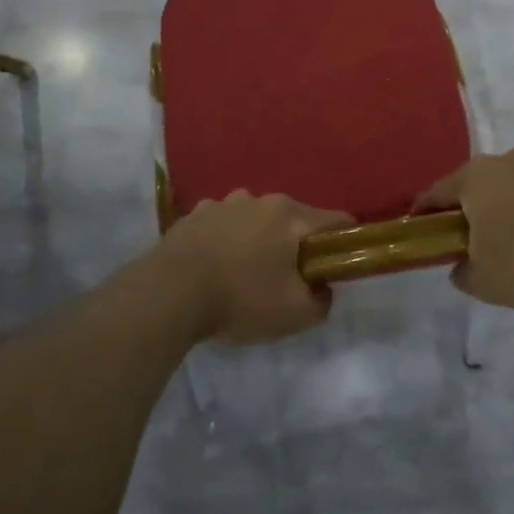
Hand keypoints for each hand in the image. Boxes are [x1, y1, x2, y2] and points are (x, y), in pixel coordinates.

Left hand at [146, 191, 350, 344]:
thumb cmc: (240, 299)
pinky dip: (225, 243)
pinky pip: (222, 227)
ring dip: (257, 242)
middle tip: (287, 281)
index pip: (336, 221)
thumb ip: (321, 301)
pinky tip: (214, 270)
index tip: (337, 267)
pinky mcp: (193, 215)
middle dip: (295, 246)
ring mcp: (223, 203)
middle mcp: (259, 199)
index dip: (344, 243)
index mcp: (290, 215)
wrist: (169, 293)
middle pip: (292, 220)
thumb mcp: (295, 315)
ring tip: (244, 277)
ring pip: (255, 221)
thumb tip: (322, 289)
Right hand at [414, 148, 513, 309]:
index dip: (427, 210)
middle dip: (479, 205)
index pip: (438, 192)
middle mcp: (509, 160)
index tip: (422, 225)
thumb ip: (463, 273)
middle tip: (482, 237)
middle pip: (482, 182)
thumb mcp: (484, 282)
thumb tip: (461, 267)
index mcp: (476, 179)